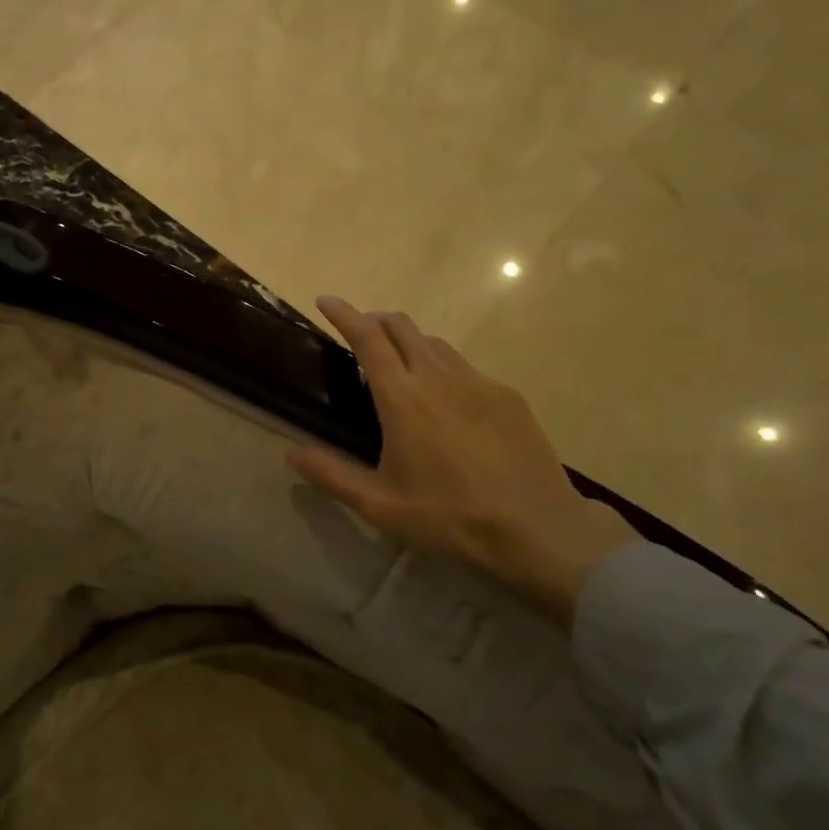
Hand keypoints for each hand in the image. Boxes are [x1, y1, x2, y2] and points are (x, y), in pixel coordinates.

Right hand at [287, 297, 634, 622]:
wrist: (537, 528)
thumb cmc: (449, 516)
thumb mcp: (380, 504)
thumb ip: (331, 475)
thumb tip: (291, 453)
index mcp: (402, 397)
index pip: (367, 338)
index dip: (344, 314)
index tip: (327, 301)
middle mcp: (438, 377)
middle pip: (402, 327)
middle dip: (375, 319)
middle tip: (360, 333)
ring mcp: (478, 382)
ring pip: (435, 343)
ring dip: (409, 341)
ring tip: (400, 364)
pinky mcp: (507, 396)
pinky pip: (466, 368)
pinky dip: (443, 368)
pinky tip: (448, 401)